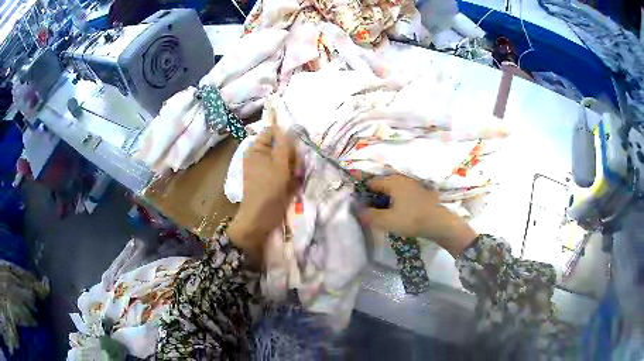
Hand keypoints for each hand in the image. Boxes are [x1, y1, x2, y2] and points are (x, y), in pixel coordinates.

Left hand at [227, 127, 296, 262]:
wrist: (261, 217)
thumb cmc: (268, 188)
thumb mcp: (279, 163)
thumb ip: (285, 143)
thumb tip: (288, 128)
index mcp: (256, 148)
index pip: (273, 131)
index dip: (286, 137)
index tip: (294, 148)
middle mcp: (260, 155)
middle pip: (282, 145)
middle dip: (291, 154)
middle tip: (294, 167)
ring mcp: (266, 167)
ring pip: (286, 158)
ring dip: (294, 166)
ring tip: (295, 177)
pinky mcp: (272, 178)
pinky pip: (285, 170)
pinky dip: (291, 175)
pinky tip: (293, 183)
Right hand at [359, 174, 476, 256]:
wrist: (440, 222)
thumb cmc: (411, 219)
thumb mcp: (387, 221)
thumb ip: (369, 215)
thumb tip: (357, 210)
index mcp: (392, 182)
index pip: (371, 183)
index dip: (364, 194)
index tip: (362, 207)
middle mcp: (402, 179)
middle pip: (382, 185)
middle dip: (375, 196)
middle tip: (372, 212)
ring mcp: (412, 184)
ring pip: (393, 189)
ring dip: (386, 199)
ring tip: (385, 214)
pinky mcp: (420, 192)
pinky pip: (402, 193)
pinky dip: (397, 200)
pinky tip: (399, 212)